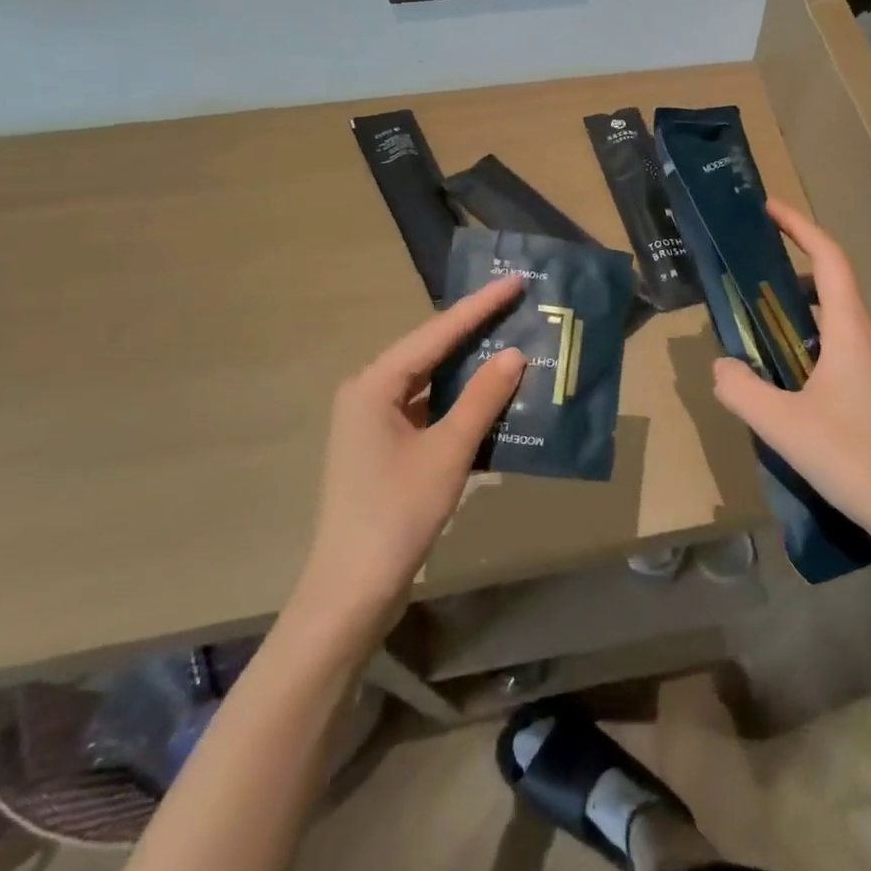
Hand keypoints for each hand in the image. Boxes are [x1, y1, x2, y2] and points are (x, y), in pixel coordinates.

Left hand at [295, 277, 525, 630]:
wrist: (352, 590)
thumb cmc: (397, 513)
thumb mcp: (447, 452)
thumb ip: (482, 399)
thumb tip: (514, 354)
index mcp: (374, 385)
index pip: (436, 333)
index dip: (479, 306)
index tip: (515, 281)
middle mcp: (369, 394)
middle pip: (430, 352)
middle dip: (475, 330)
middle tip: (518, 306)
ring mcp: (375, 422)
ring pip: (431, 381)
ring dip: (470, 368)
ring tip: (514, 342)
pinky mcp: (386, 448)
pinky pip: (429, 410)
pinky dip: (461, 403)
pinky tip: (494, 398)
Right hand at [710, 200, 870, 564]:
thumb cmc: (856, 459)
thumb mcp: (784, 425)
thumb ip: (742, 389)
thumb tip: (722, 364)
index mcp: (850, 331)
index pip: (829, 259)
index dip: (800, 227)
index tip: (768, 209)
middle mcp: (868, 339)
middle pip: (833, 284)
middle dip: (793, 266)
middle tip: (748, 272)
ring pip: (835, 320)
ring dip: (798, 309)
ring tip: (756, 322)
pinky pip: (837, 349)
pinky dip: (807, 342)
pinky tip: (783, 377)